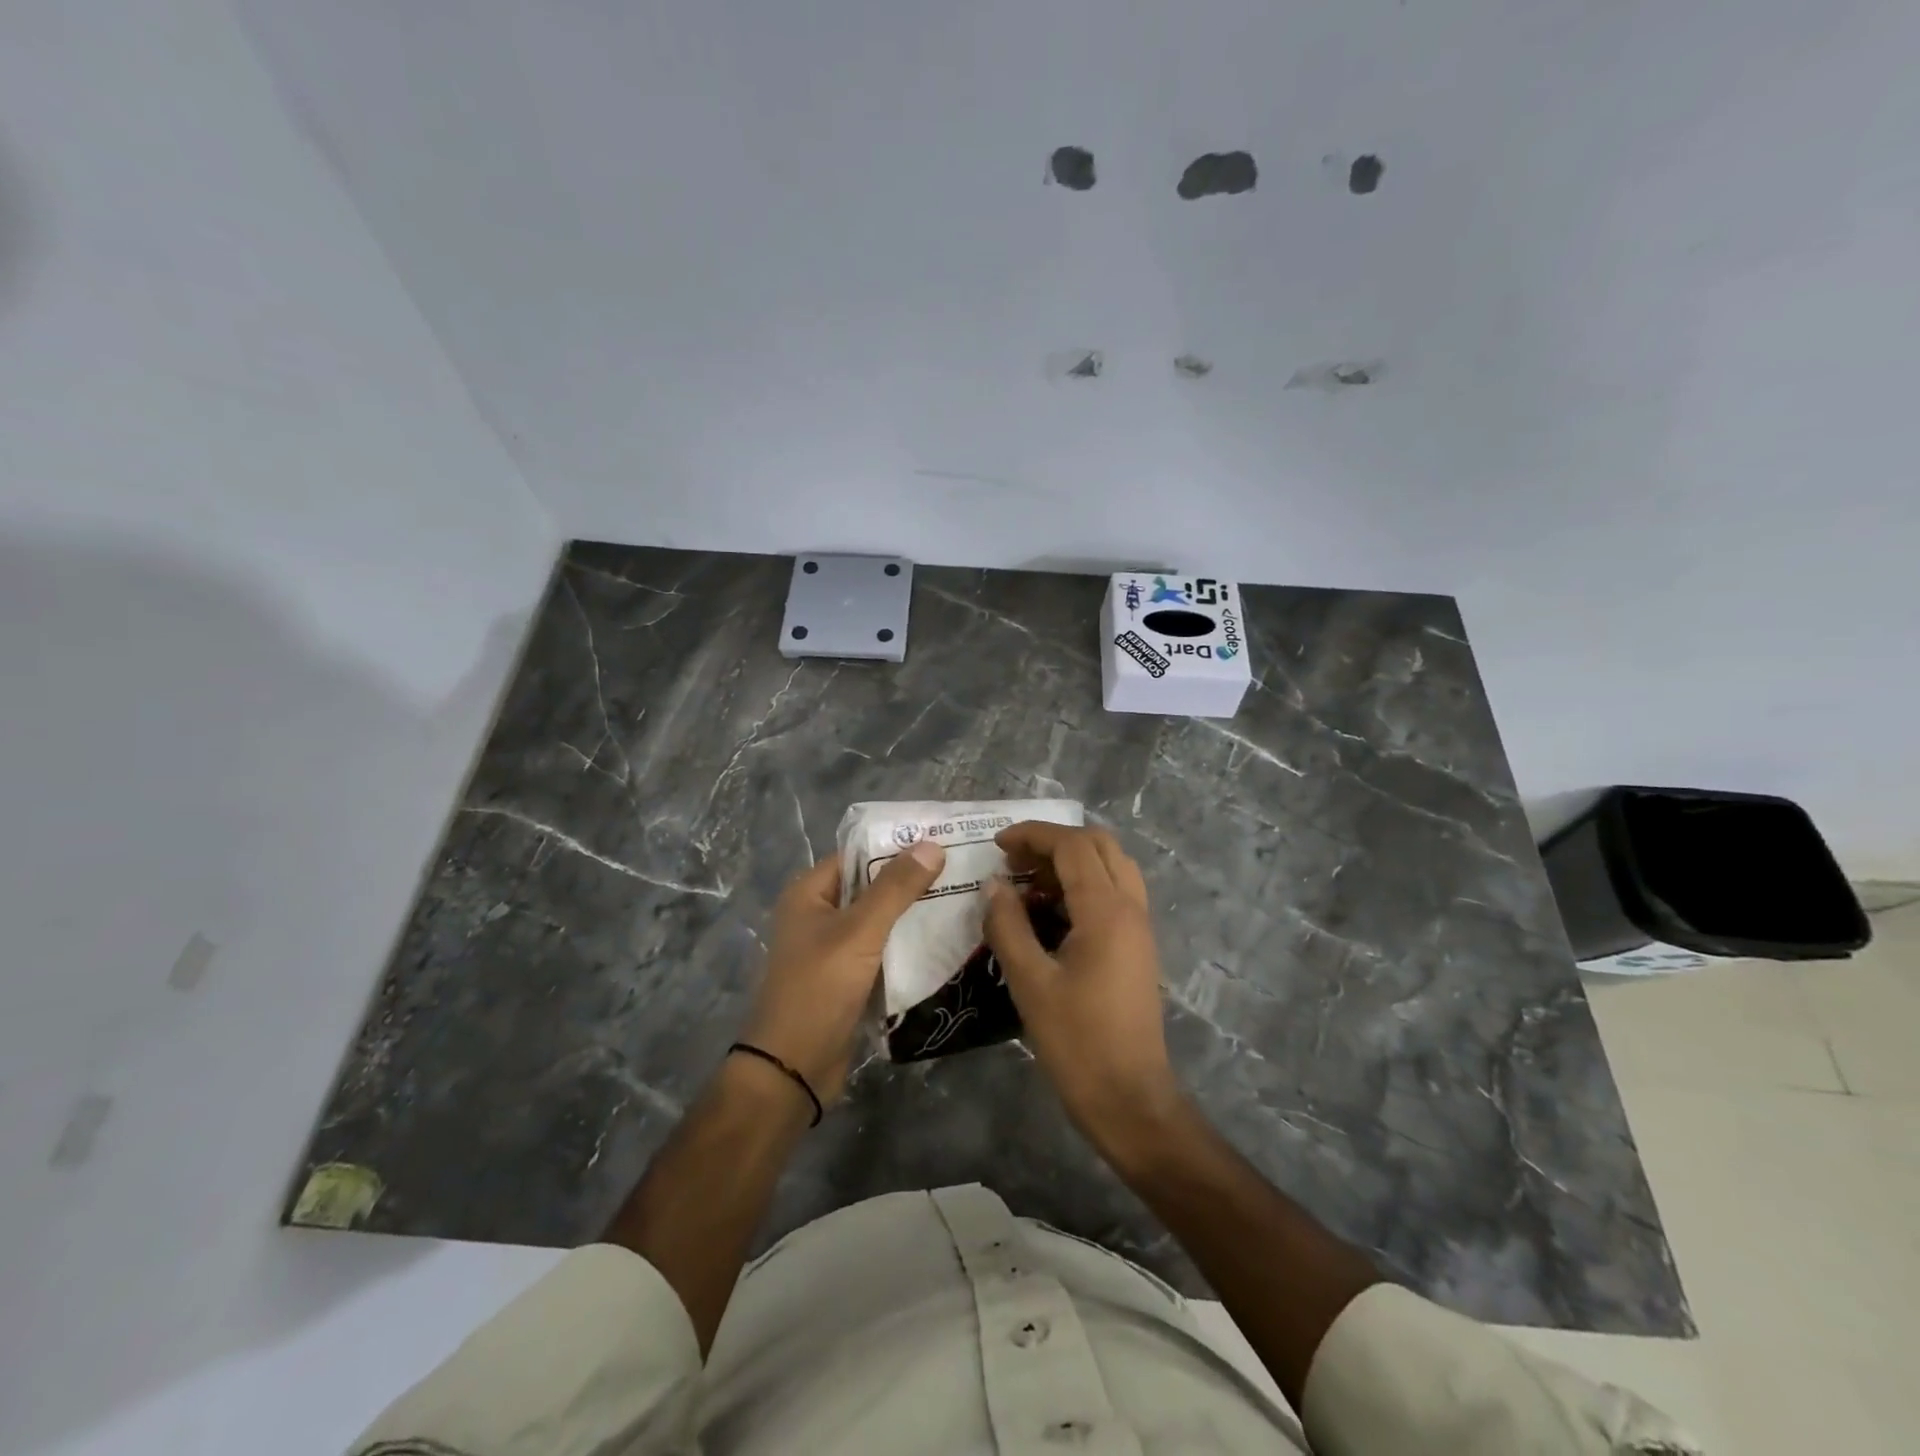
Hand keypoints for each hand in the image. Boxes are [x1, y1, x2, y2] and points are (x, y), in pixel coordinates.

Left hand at [741, 840, 945, 1103]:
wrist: (793, 1069)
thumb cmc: (819, 989)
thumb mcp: (860, 932)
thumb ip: (896, 888)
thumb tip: (932, 844)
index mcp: (809, 893)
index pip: (858, 855)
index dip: (897, 845)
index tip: (943, 839)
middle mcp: (818, 914)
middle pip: (871, 886)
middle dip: (912, 880)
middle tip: (963, 870)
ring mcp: (833, 948)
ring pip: (880, 920)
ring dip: (913, 913)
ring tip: (963, 899)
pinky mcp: (848, 978)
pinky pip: (882, 950)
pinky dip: (907, 944)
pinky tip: (945, 939)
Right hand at [984, 823, 1185, 1159]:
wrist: (1130, 1099)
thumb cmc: (1077, 1042)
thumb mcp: (1030, 982)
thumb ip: (1008, 925)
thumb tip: (994, 885)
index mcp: (1106, 911)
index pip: (1072, 845)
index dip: (1033, 835)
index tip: (997, 845)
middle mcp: (1130, 907)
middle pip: (1098, 844)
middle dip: (1053, 842)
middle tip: (1015, 863)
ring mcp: (1140, 926)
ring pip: (1112, 865)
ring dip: (1072, 861)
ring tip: (1030, 884)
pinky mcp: (1139, 946)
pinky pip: (1116, 892)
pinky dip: (1085, 884)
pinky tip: (1053, 912)